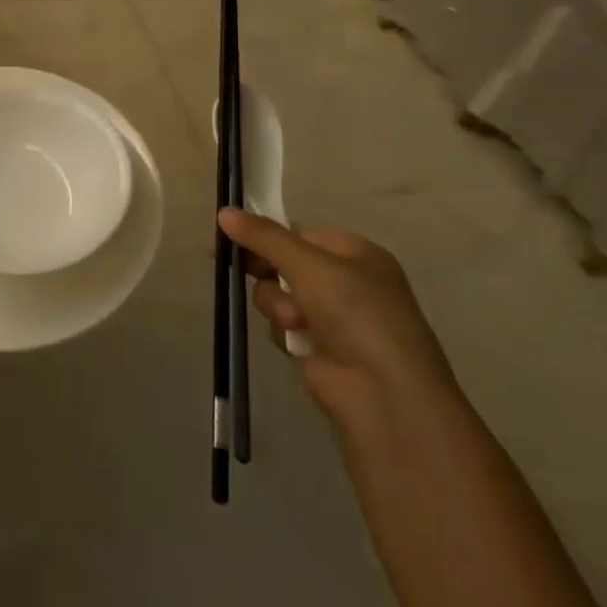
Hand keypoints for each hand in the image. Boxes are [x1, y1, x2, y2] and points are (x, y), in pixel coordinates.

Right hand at [218, 208, 456, 426]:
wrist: (383, 394)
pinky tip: (296, 342)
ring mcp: (331, 316)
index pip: (298, 232)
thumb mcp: (309, 266)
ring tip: (294, 321)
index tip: (228, 233)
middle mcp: (345, 281)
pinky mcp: (316, 347)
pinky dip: (284, 331)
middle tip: (231, 265)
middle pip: (284, 263)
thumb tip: (223, 212)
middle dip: (265, 270)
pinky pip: (282, 325)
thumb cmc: (355, 314)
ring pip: (278, 294)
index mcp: (355, 253)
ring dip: (277, 304)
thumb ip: (264, 238)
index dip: (264, 233)